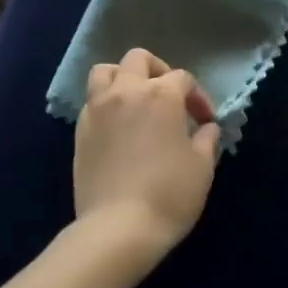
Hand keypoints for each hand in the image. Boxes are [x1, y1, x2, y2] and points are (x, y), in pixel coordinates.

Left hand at [74, 48, 223, 262]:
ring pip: (106, 71)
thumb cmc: (169, 194)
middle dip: (158, 71)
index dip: (198, 97)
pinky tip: (118, 126)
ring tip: (136, 100)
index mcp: (161, 95)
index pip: (183, 79)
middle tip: (170, 98)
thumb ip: (207, 139)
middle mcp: (126, 91)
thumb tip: (206, 128)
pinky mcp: (80, 130)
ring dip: (123, 77)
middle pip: (139, 60)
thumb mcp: (202, 167)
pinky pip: (92, 100)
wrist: (118, 228)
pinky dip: (106, 102)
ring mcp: (98, 109)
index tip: (205, 121)